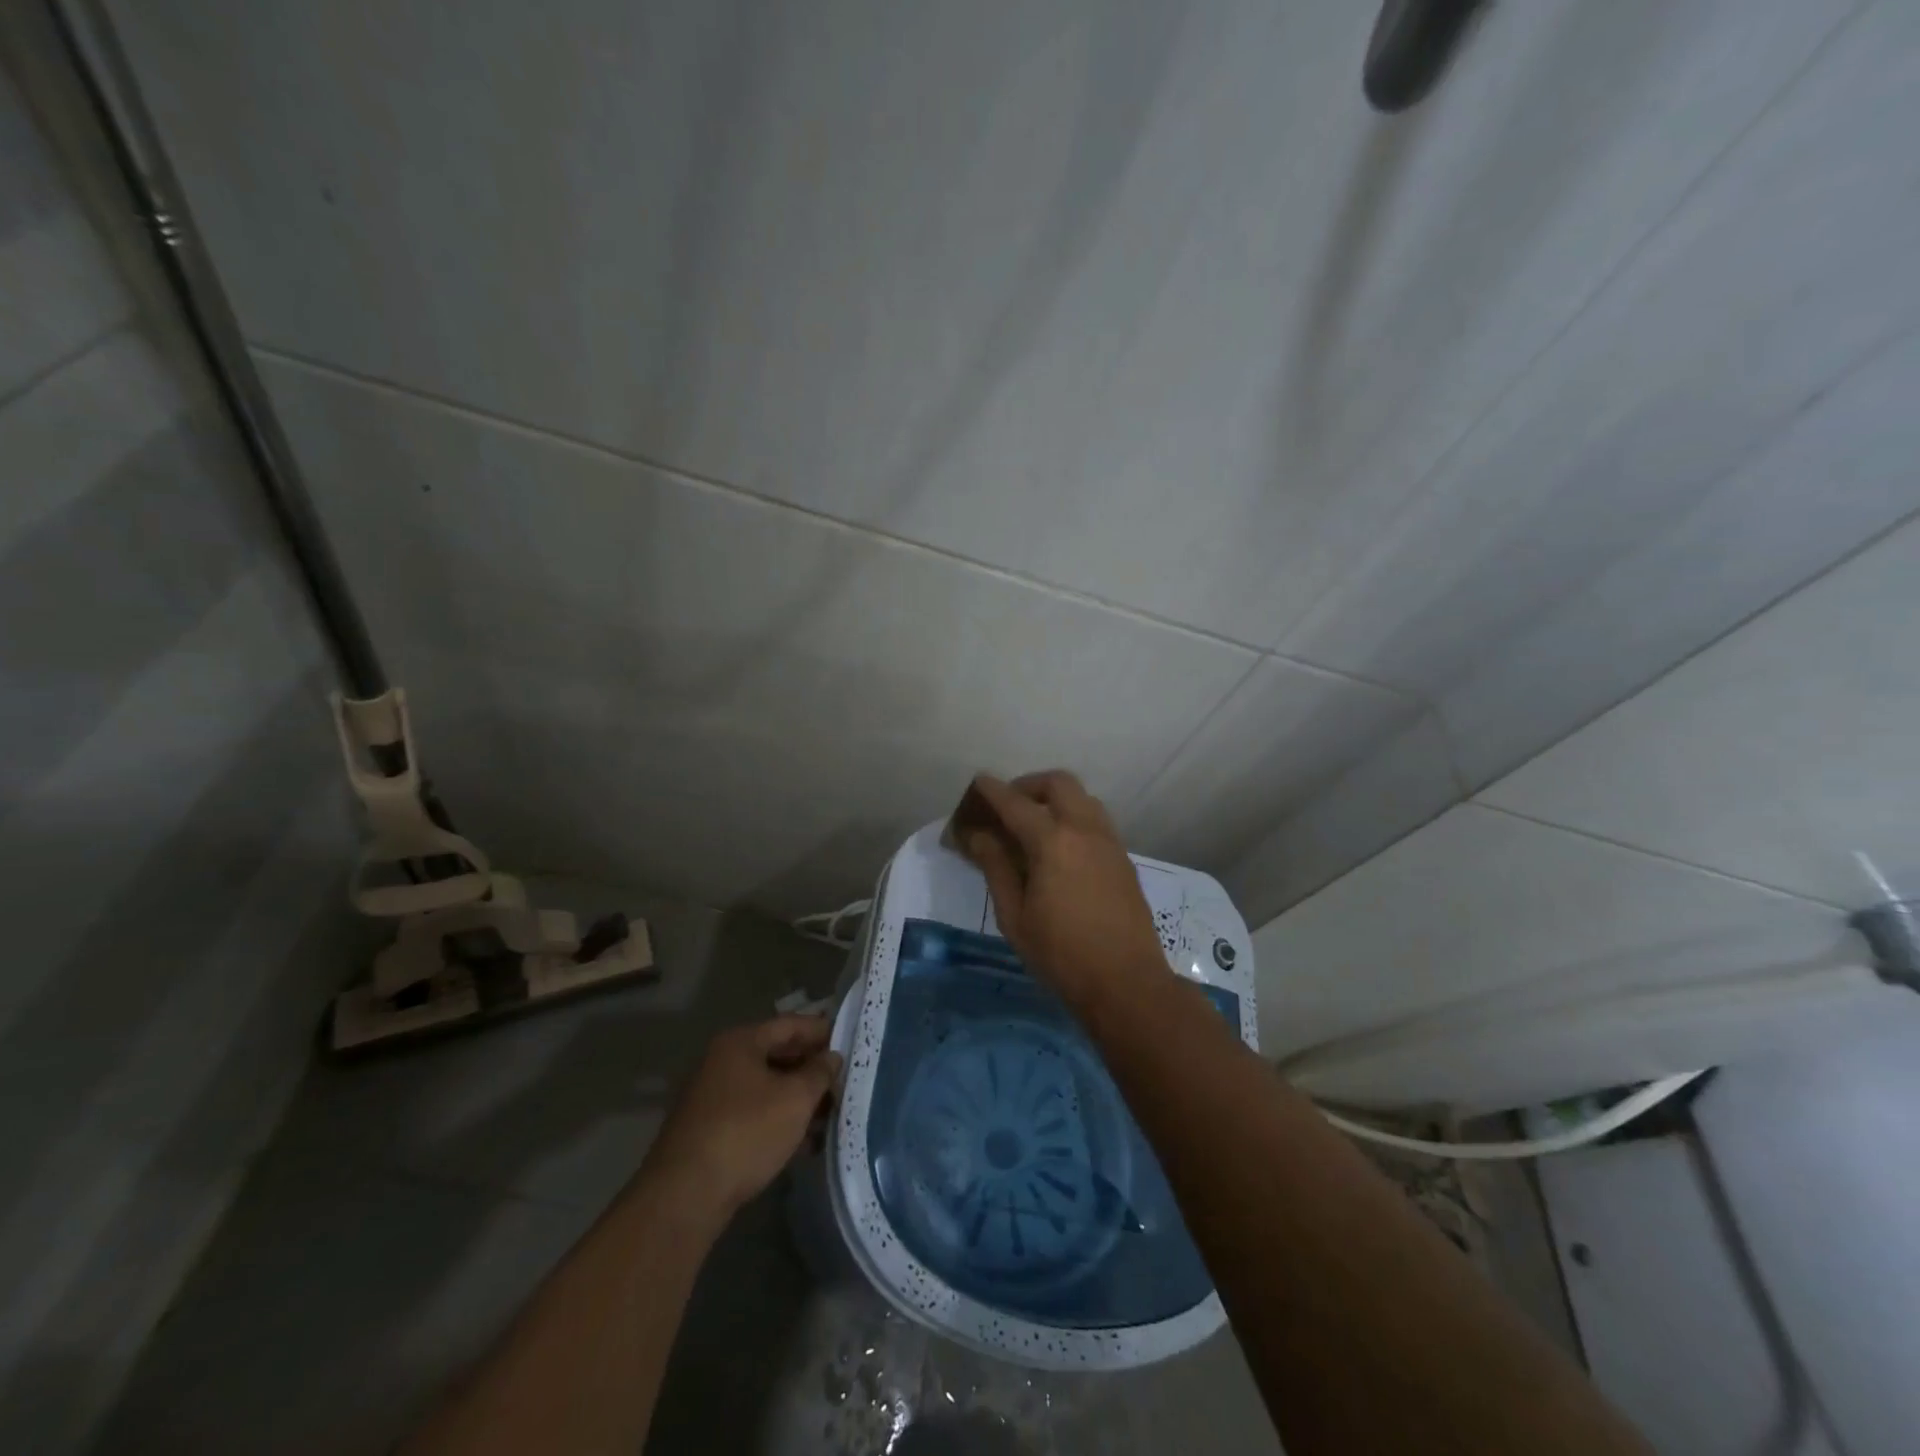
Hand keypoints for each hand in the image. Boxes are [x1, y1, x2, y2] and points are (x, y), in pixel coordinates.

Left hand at [643, 1016, 841, 1217]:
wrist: (685, 1197)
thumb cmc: (745, 1133)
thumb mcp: (795, 1099)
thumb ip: (819, 1073)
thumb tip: (832, 1057)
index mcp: (740, 1042)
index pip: (790, 1024)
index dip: (822, 1030)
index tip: (851, 1041)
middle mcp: (723, 1061)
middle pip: (778, 1054)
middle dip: (812, 1068)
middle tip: (844, 1080)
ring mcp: (713, 1096)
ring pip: (767, 1086)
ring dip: (799, 1097)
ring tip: (831, 1114)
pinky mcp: (710, 1129)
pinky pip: (755, 1112)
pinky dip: (780, 1119)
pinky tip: (805, 1141)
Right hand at [959, 771, 1167, 1006]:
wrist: (1126, 982)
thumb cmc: (1061, 954)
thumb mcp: (1015, 916)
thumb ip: (996, 867)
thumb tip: (977, 835)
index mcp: (1053, 842)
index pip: (1016, 803)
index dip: (992, 791)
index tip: (976, 784)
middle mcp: (1085, 830)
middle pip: (1058, 784)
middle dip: (1029, 785)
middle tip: (1008, 805)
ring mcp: (1109, 842)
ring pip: (1082, 798)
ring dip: (1055, 798)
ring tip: (1033, 824)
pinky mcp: (1123, 858)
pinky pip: (1095, 820)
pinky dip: (1073, 816)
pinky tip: (1059, 848)